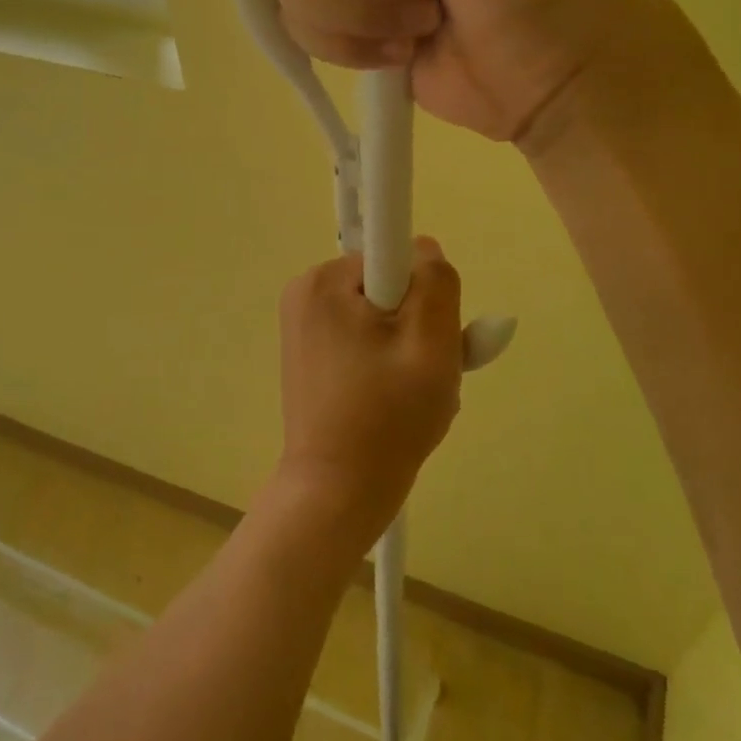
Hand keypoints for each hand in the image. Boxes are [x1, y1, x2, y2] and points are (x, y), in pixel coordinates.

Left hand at [276, 239, 462, 545]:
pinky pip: (365, 338)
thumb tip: (425, 247)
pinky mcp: (309, 350)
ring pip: (383, 316)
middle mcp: (306, 291)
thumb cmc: (387, 420)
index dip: (425, 295)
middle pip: (391, 287)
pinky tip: (392, 400)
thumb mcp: (431, 345)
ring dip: (409, 349)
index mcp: (324, 281)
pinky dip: (388, 362)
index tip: (423, 341)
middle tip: (426, 375)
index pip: (398, 256)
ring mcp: (303, 322)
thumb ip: (436, 283)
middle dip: (419, 327)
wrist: (336, 492)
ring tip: (411, 395)